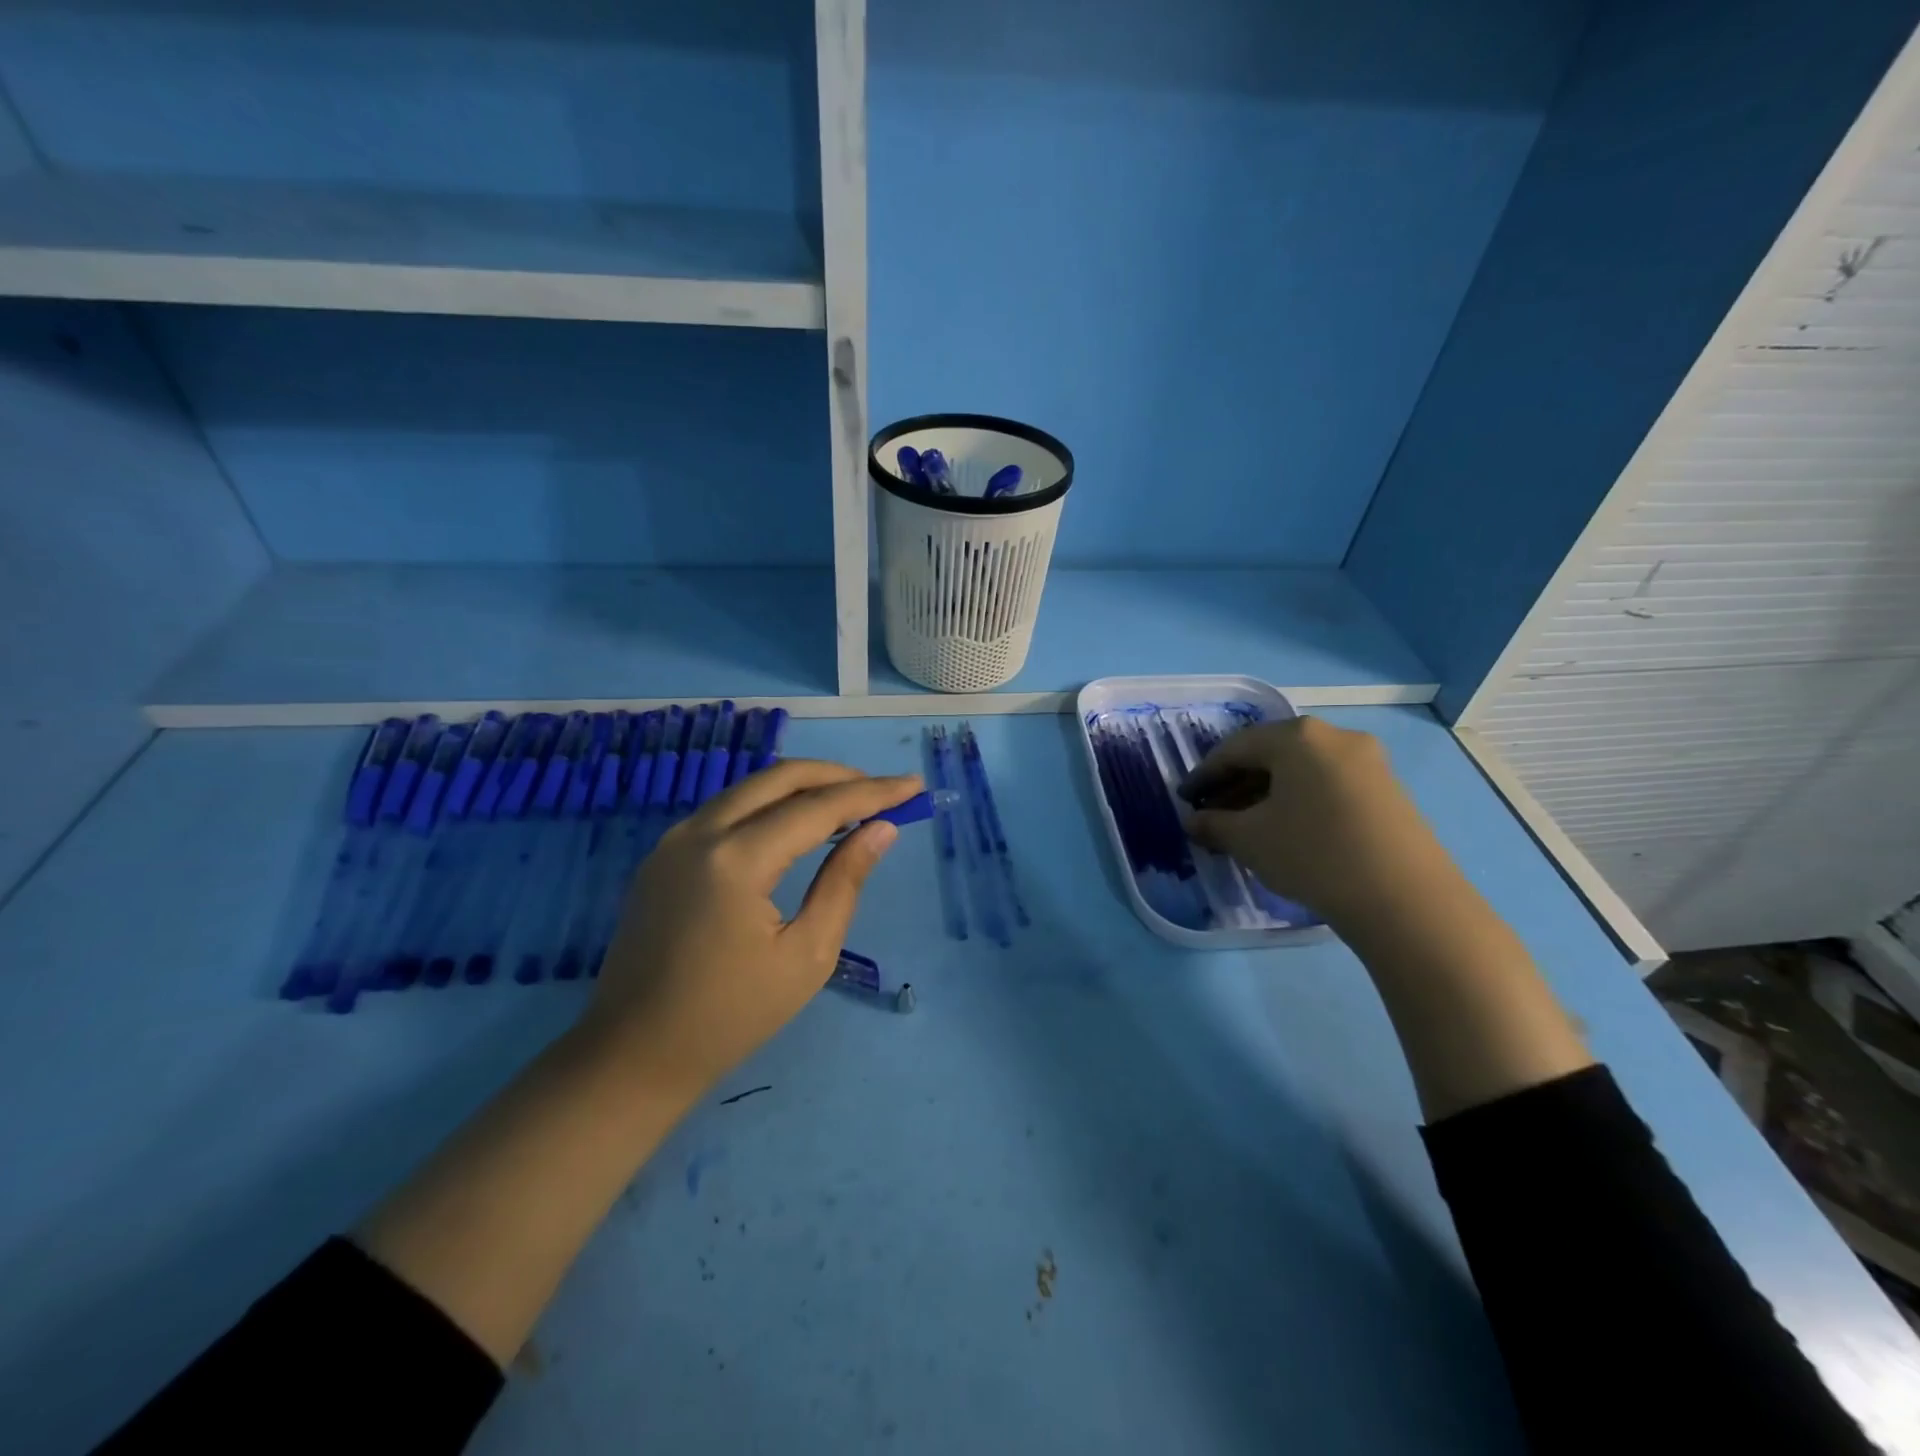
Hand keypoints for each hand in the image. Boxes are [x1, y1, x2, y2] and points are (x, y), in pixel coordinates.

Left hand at [583, 760, 920, 1099]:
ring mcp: (674, 839)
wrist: (633, 1055)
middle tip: (883, 791)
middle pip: (781, 778)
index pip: (818, 807)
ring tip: (850, 804)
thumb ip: (844, 882)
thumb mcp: (806, 955)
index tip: (913, 786)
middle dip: (838, 776)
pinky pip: (728, 810)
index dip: (872, 793)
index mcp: (736, 859)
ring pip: (751, 788)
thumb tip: (881, 829)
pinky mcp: (663, 854)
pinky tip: (797, 826)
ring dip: (804, 787)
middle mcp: (700, 831)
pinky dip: (771, 806)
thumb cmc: (731, 1016)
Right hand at [1180, 716, 1446, 926]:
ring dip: (1267, 794)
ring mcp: (1368, 762)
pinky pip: (1328, 785)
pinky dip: (1299, 801)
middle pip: (1271, 755)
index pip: (1235, 749)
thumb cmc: (1312, 854)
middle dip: (1237, 784)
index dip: (1204, 775)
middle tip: (1214, 813)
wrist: (1405, 899)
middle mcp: (1335, 736)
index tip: (1186, 799)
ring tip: (1247, 827)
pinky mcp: (1389, 791)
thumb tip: (1194, 820)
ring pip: (1301, 771)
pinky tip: (1288, 832)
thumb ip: (1213, 824)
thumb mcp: (1249, 839)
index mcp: (1297, 736)